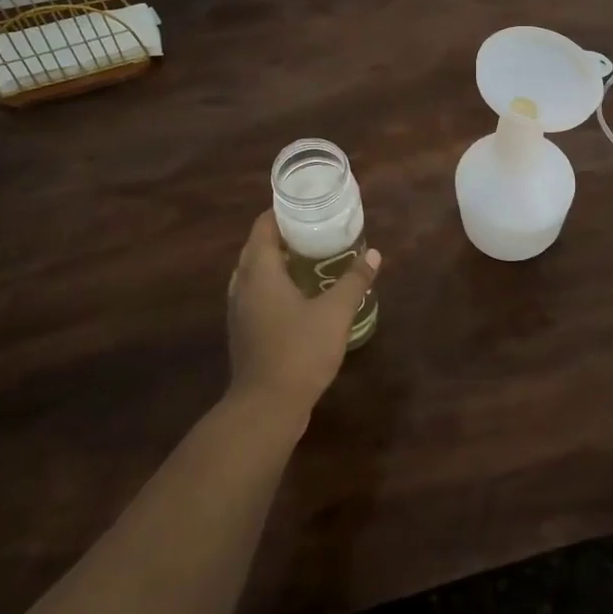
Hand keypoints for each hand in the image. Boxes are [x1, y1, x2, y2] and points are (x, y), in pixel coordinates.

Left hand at [225, 211, 380, 427]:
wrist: (265, 408)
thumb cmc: (299, 351)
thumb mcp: (335, 313)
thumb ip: (354, 281)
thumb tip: (374, 254)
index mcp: (260, 271)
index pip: (263, 226)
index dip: (282, 211)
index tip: (307, 205)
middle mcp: (243, 285)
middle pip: (256, 247)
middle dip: (282, 234)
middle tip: (315, 228)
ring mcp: (239, 310)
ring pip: (254, 272)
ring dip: (276, 260)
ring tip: (308, 257)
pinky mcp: (243, 331)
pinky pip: (255, 293)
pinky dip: (272, 284)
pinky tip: (298, 295)